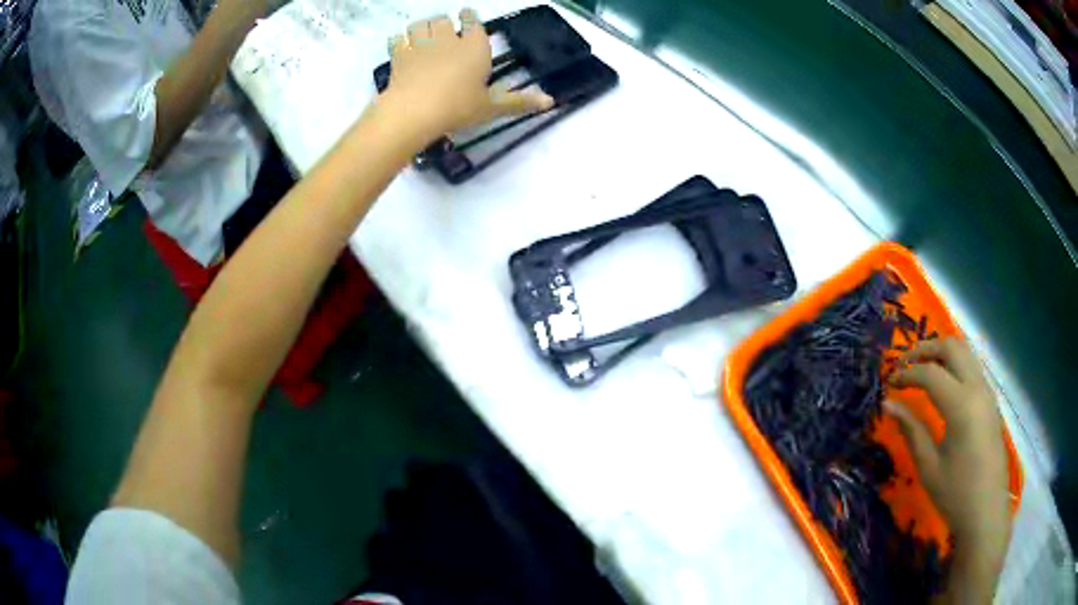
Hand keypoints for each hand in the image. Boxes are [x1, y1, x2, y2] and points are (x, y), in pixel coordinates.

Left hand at [381, 9, 553, 137]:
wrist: (415, 111)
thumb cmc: (459, 107)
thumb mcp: (491, 107)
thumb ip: (518, 101)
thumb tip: (551, 102)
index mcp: (474, 47)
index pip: (472, 22)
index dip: (469, 19)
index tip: (467, 18)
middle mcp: (448, 39)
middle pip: (443, 20)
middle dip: (443, 24)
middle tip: (444, 34)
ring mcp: (420, 45)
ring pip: (420, 24)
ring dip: (422, 28)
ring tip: (423, 36)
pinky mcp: (398, 55)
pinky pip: (397, 39)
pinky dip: (399, 41)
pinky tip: (402, 47)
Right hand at [885, 338, 1010, 599]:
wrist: (986, 510)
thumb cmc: (955, 493)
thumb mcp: (929, 467)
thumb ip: (911, 430)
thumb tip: (889, 405)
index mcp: (961, 405)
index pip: (930, 373)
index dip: (907, 374)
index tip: (889, 384)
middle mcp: (977, 388)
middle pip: (952, 347)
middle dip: (925, 349)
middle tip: (905, 364)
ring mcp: (987, 392)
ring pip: (965, 352)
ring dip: (942, 353)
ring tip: (922, 369)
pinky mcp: (991, 401)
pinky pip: (973, 367)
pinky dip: (955, 364)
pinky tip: (944, 385)